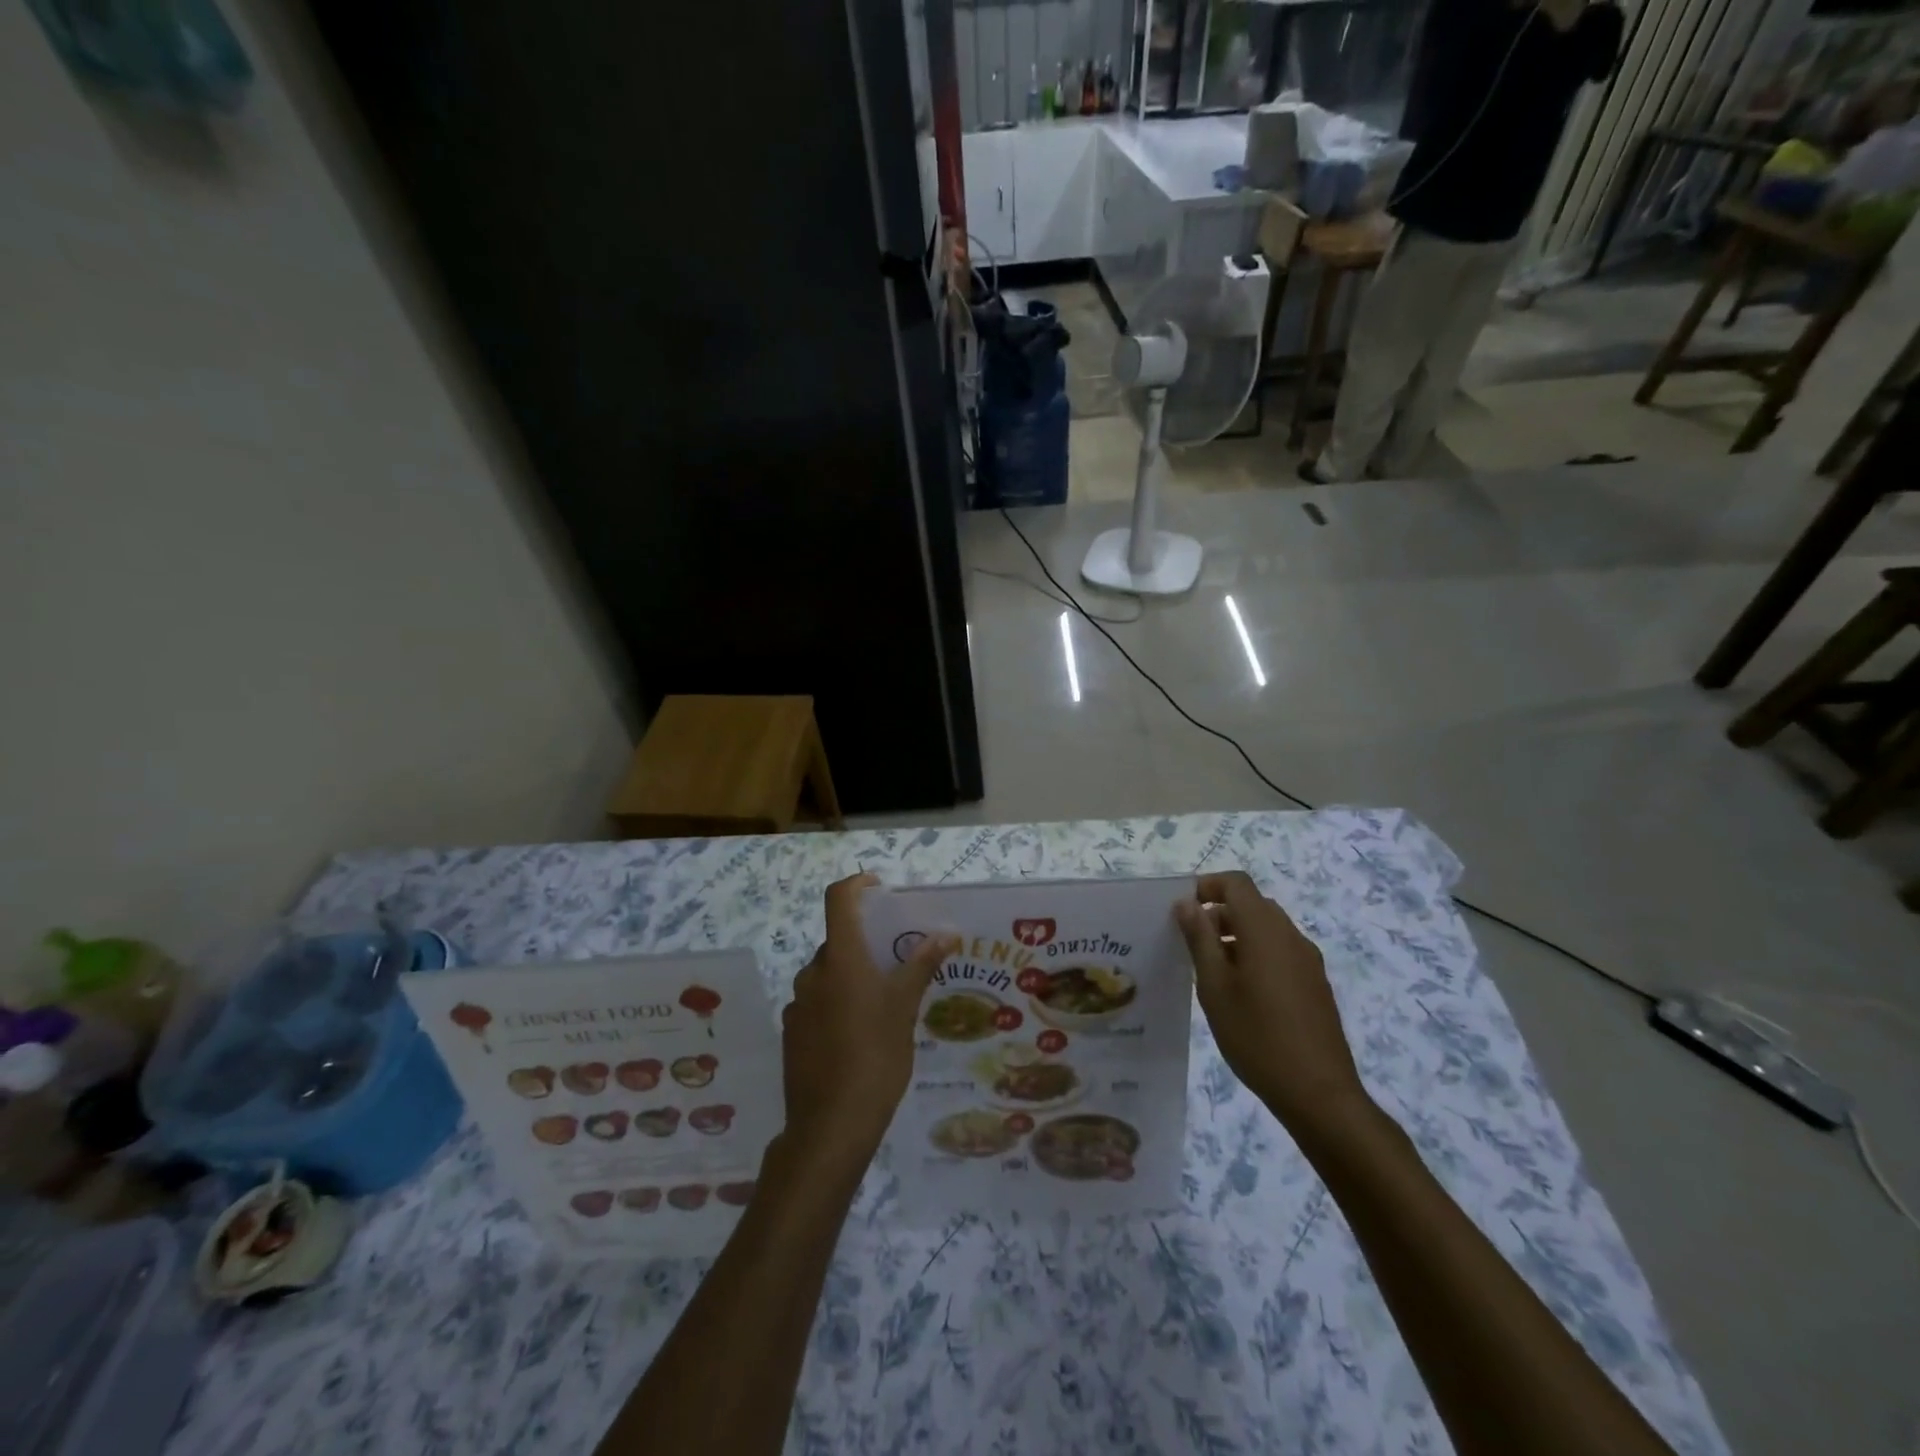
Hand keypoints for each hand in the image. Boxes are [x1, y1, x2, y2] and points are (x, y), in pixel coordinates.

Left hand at [780, 874, 955, 1177]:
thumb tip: (946, 932)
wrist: (831, 1126)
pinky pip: (818, 1003)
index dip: (856, 885)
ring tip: (884, 1003)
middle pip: (838, 941)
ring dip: (853, 976)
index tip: (879, 889)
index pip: (838, 899)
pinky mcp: (792, 1033)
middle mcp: (812, 973)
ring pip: (829, 975)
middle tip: (898, 962)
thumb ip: (922, 965)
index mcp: (840, 958)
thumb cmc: (875, 1056)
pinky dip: (838, 1004)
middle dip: (866, 943)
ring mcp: (798, 1005)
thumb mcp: (905, 1008)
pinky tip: (860, 1036)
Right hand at [1174, 872, 1371, 1137]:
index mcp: (1264, 929)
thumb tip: (1186, 903)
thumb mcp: (1214, 986)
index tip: (1181, 910)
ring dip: (1236, 935)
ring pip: (1267, 929)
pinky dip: (1255, 954)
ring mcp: (1308, 960)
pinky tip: (1241, 993)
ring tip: (1210, 971)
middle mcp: (1290, 935)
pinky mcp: (1315, 984)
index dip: (1207, 886)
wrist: (1319, 1093)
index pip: (1236, 883)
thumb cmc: (1256, 1036)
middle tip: (1190, 943)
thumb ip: (1199, 938)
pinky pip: (1280, 952)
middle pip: (1252, 904)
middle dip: (1218, 913)